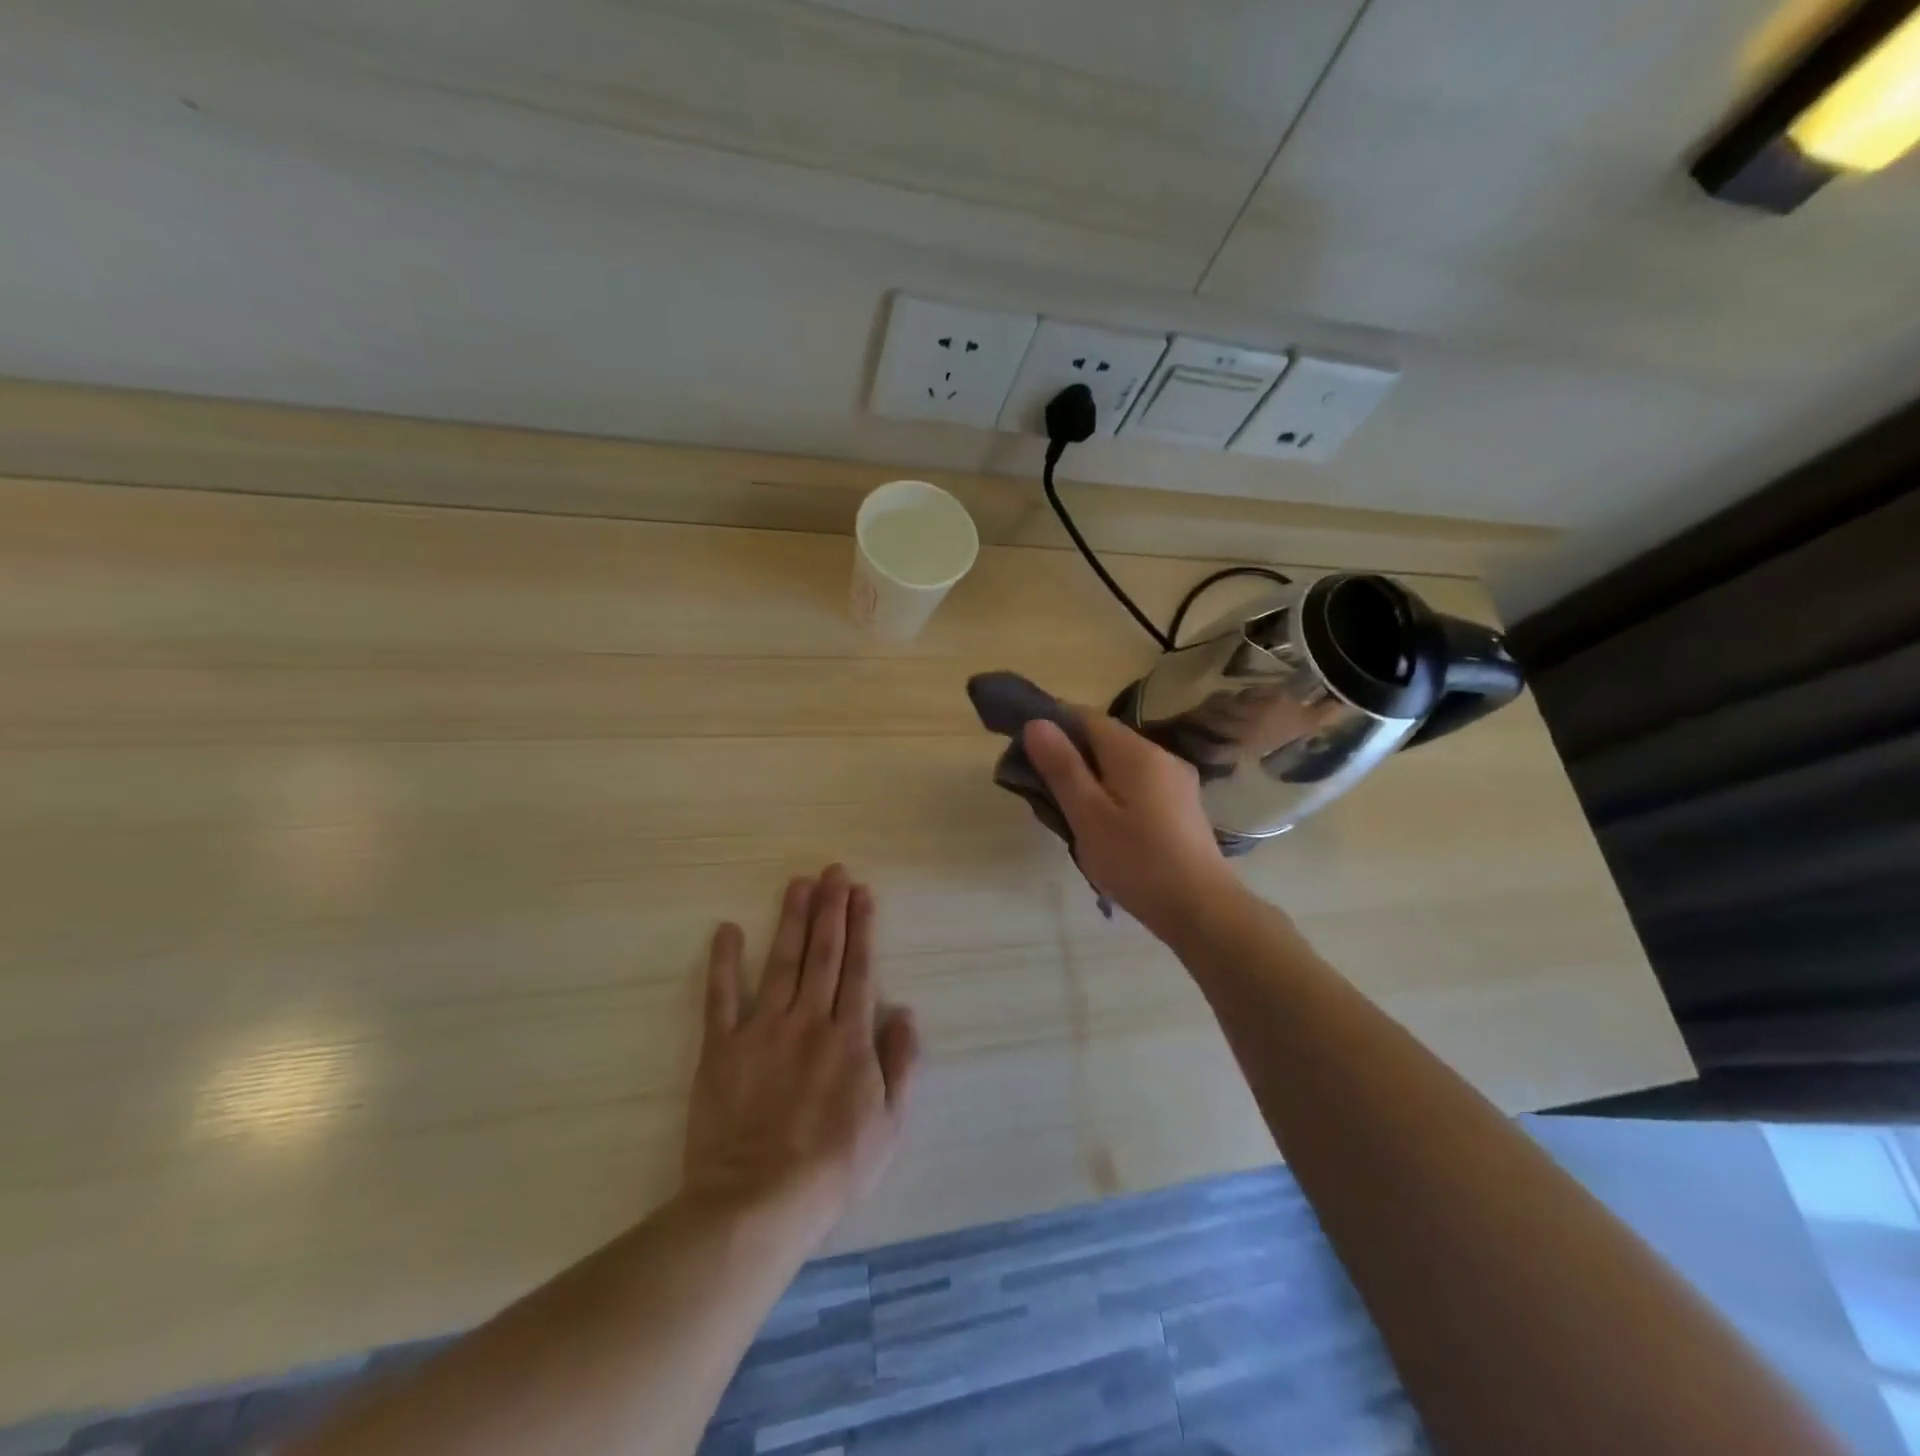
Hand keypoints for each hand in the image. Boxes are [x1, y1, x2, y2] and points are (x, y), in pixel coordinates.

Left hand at [682, 865, 918, 1245]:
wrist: (757, 1203)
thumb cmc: (833, 1168)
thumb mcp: (889, 1125)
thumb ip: (901, 1064)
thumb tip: (906, 1013)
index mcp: (849, 1037)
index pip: (858, 969)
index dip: (862, 927)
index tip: (863, 893)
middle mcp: (808, 1021)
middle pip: (823, 954)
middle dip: (831, 909)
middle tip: (834, 872)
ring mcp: (762, 1030)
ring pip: (782, 963)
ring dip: (792, 920)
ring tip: (799, 883)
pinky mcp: (722, 1048)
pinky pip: (721, 998)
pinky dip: (723, 962)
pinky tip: (727, 930)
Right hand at [1023, 714, 1241, 941]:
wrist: (1201, 909)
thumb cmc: (1137, 861)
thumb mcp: (1088, 816)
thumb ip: (1062, 768)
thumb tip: (1036, 723)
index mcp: (1136, 752)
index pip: (1086, 717)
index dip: (1053, 726)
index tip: (1027, 752)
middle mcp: (1161, 756)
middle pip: (1105, 740)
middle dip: (1071, 755)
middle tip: (1043, 791)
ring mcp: (1177, 781)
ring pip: (1122, 764)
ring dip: (1092, 777)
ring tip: (1070, 812)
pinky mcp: (1182, 806)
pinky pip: (1139, 784)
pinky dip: (1115, 793)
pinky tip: (1105, 825)